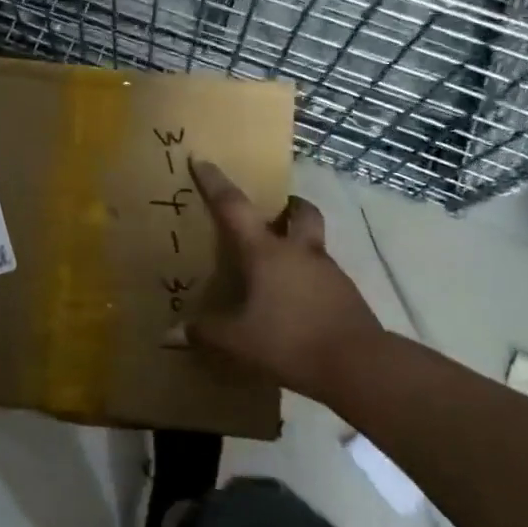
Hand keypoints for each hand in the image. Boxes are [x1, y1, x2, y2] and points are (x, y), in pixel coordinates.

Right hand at [185, 158, 382, 399]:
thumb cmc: (289, 341)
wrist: (358, 365)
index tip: (201, 161)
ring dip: (298, 243)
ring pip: (313, 243)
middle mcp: (299, 252)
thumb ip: (204, 332)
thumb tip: (169, 334)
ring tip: (277, 267)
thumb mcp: (237, 340)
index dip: (215, 183)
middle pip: (300, 212)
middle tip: (272, 212)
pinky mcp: (346, 295)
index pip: (234, 207)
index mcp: (266, 252)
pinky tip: (295, 302)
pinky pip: (323, 274)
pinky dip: (308, 277)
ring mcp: (329, 272)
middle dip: (287, 206)